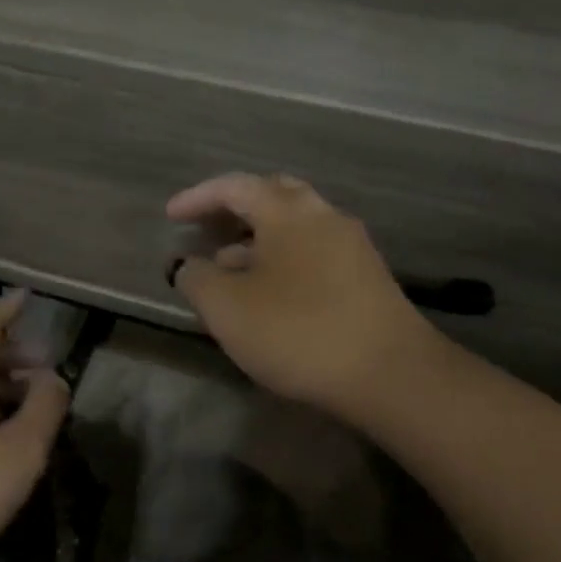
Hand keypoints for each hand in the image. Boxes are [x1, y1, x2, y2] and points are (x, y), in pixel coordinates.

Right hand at [167, 174, 443, 423]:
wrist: (389, 375)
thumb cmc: (297, 331)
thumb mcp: (227, 307)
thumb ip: (197, 278)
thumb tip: (190, 264)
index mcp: (288, 211)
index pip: (235, 186)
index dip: (198, 197)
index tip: (171, 215)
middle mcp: (324, 217)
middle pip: (273, 196)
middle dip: (235, 209)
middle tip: (206, 227)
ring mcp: (351, 247)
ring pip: (295, 228)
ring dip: (257, 239)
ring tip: (228, 266)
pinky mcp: (366, 278)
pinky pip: (313, 254)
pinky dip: (282, 261)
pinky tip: (268, 294)